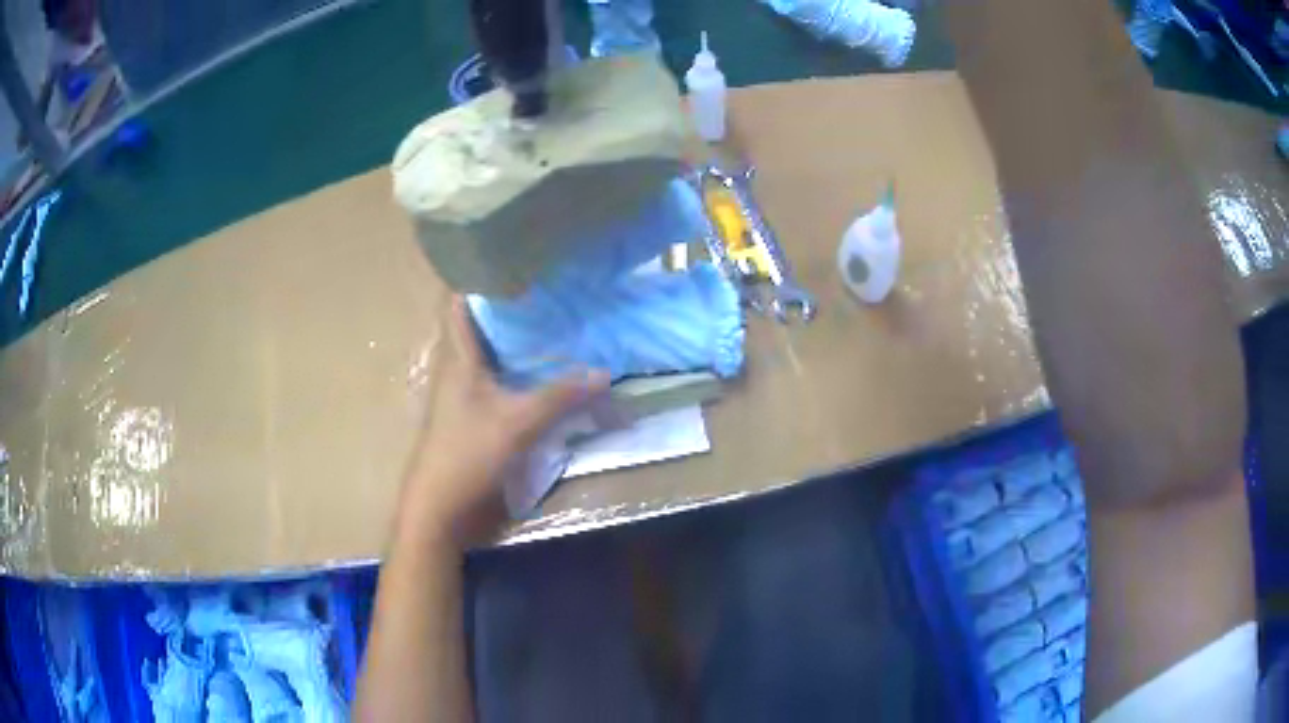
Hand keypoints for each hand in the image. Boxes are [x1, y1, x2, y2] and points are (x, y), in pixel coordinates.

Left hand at [399, 296, 607, 543]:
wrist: (440, 504)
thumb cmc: (468, 453)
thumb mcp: (518, 422)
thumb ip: (560, 396)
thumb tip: (603, 373)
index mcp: (458, 355)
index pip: (458, 300)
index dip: (478, 274)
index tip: (514, 256)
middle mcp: (457, 365)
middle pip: (477, 321)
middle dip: (507, 302)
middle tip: (547, 284)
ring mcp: (462, 389)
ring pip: (487, 348)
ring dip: (512, 334)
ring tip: (551, 316)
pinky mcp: (471, 411)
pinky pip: (495, 374)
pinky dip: (516, 364)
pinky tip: (542, 365)